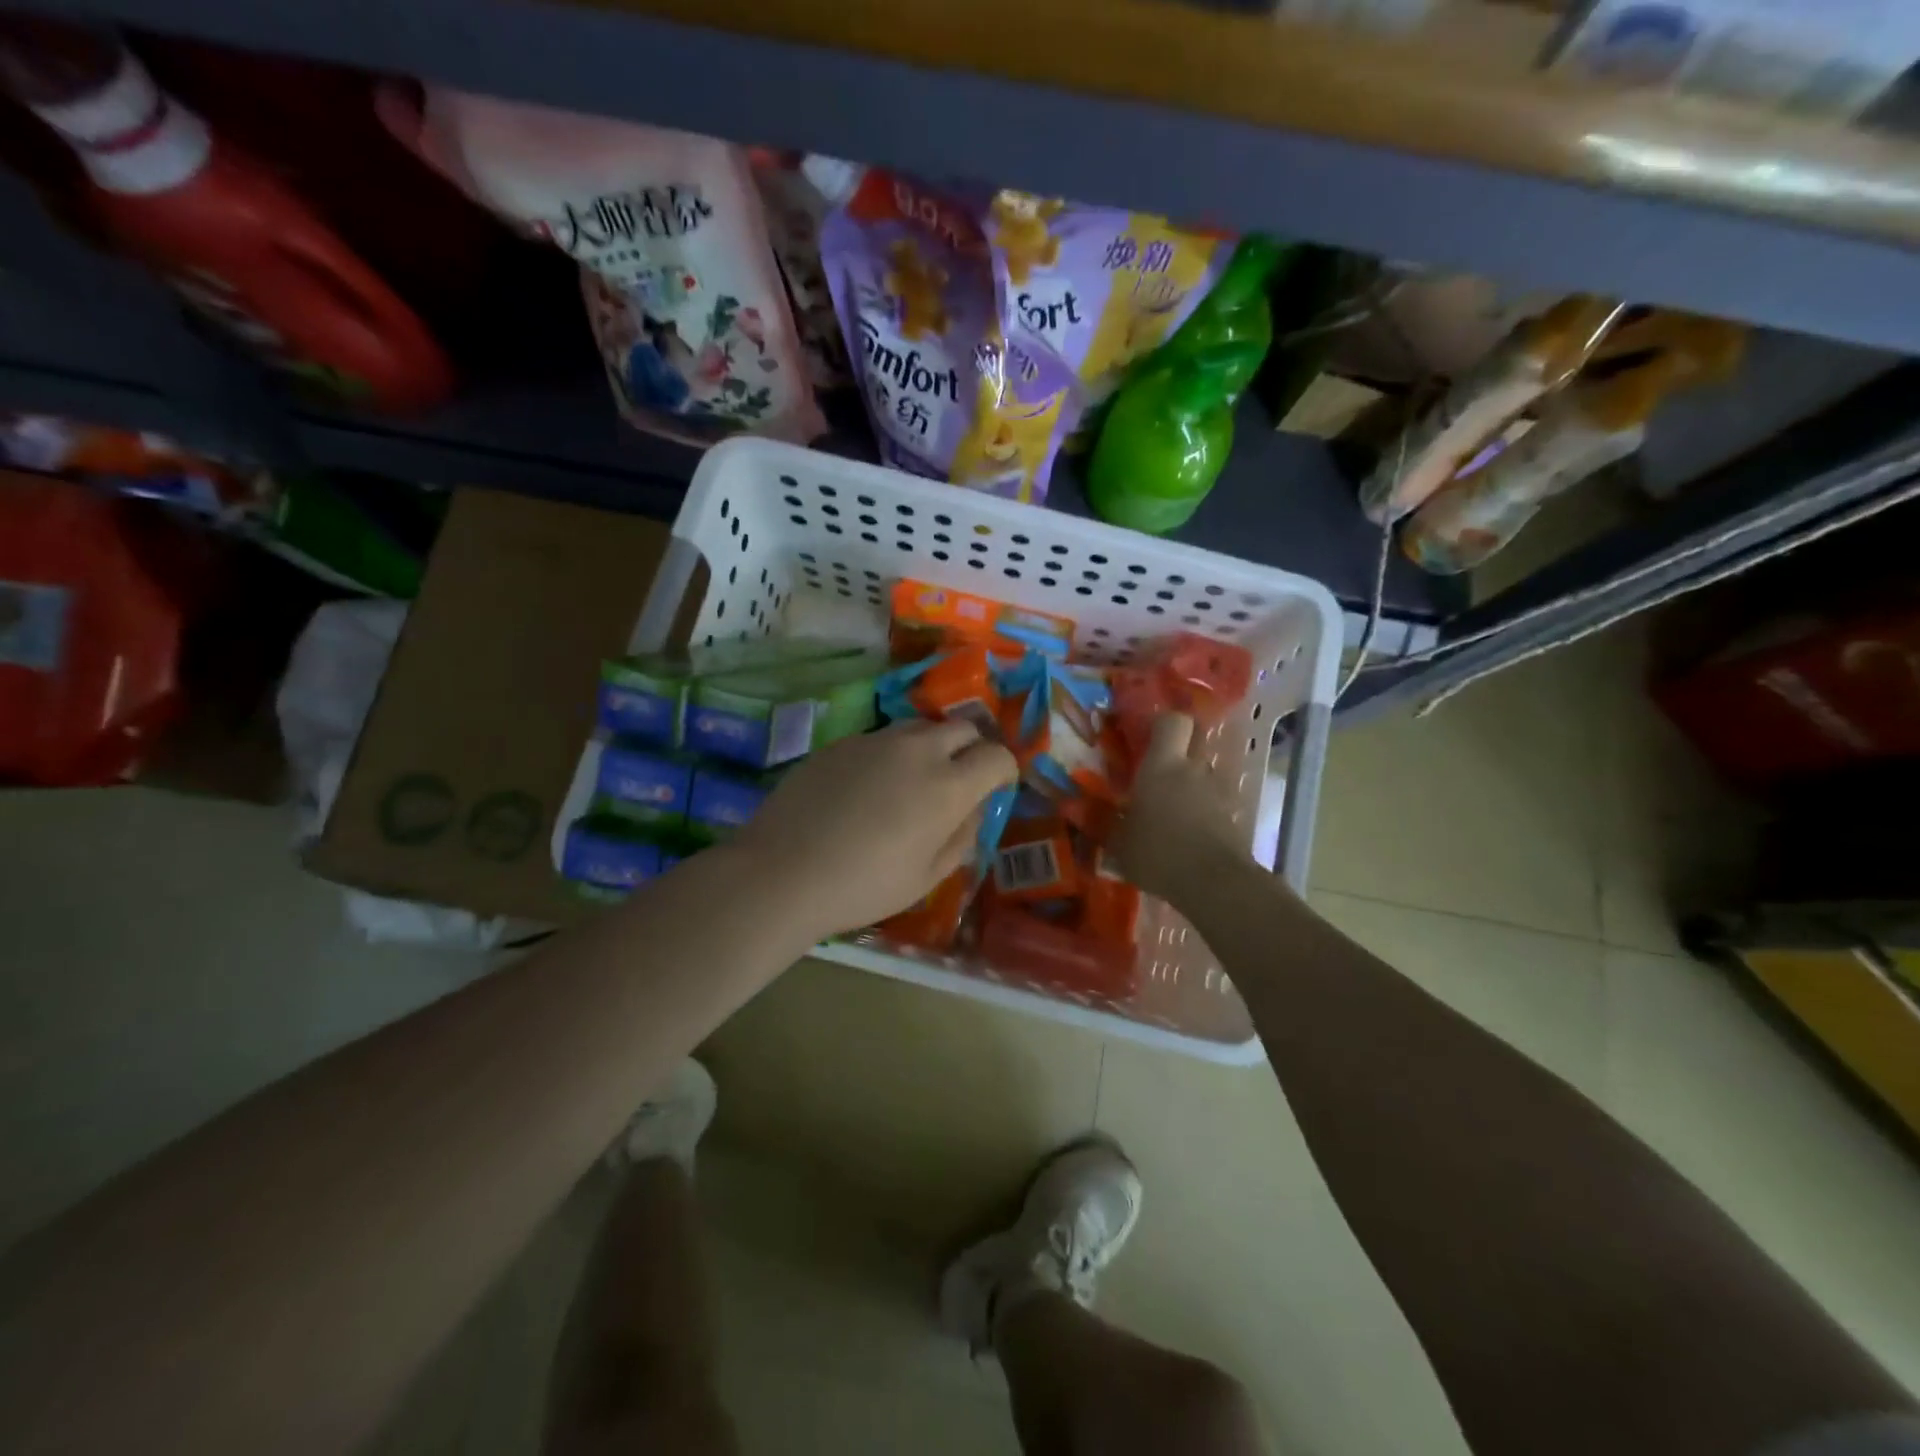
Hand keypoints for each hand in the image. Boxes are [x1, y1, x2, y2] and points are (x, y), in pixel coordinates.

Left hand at [731, 719, 1016, 940]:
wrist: (783, 872)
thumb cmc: (864, 885)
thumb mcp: (927, 877)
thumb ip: (962, 838)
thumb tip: (973, 811)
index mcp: (948, 785)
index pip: (997, 755)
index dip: (1003, 770)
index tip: (995, 788)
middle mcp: (918, 750)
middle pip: (962, 728)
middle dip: (971, 749)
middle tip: (958, 779)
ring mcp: (875, 740)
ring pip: (919, 728)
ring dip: (930, 746)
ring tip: (912, 781)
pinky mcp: (841, 742)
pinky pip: (880, 738)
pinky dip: (890, 755)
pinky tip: (868, 788)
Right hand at [1111, 713, 1249, 903]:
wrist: (1215, 883)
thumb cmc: (1158, 852)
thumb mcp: (1118, 842)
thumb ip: (1100, 821)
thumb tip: (1072, 807)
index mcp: (1162, 765)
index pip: (1172, 721)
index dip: (1162, 723)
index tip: (1147, 736)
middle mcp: (1193, 768)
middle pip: (1194, 740)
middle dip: (1179, 749)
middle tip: (1159, 770)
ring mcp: (1219, 790)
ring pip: (1204, 772)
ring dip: (1191, 783)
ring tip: (1174, 810)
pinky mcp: (1235, 813)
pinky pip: (1216, 800)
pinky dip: (1204, 809)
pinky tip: (1190, 833)